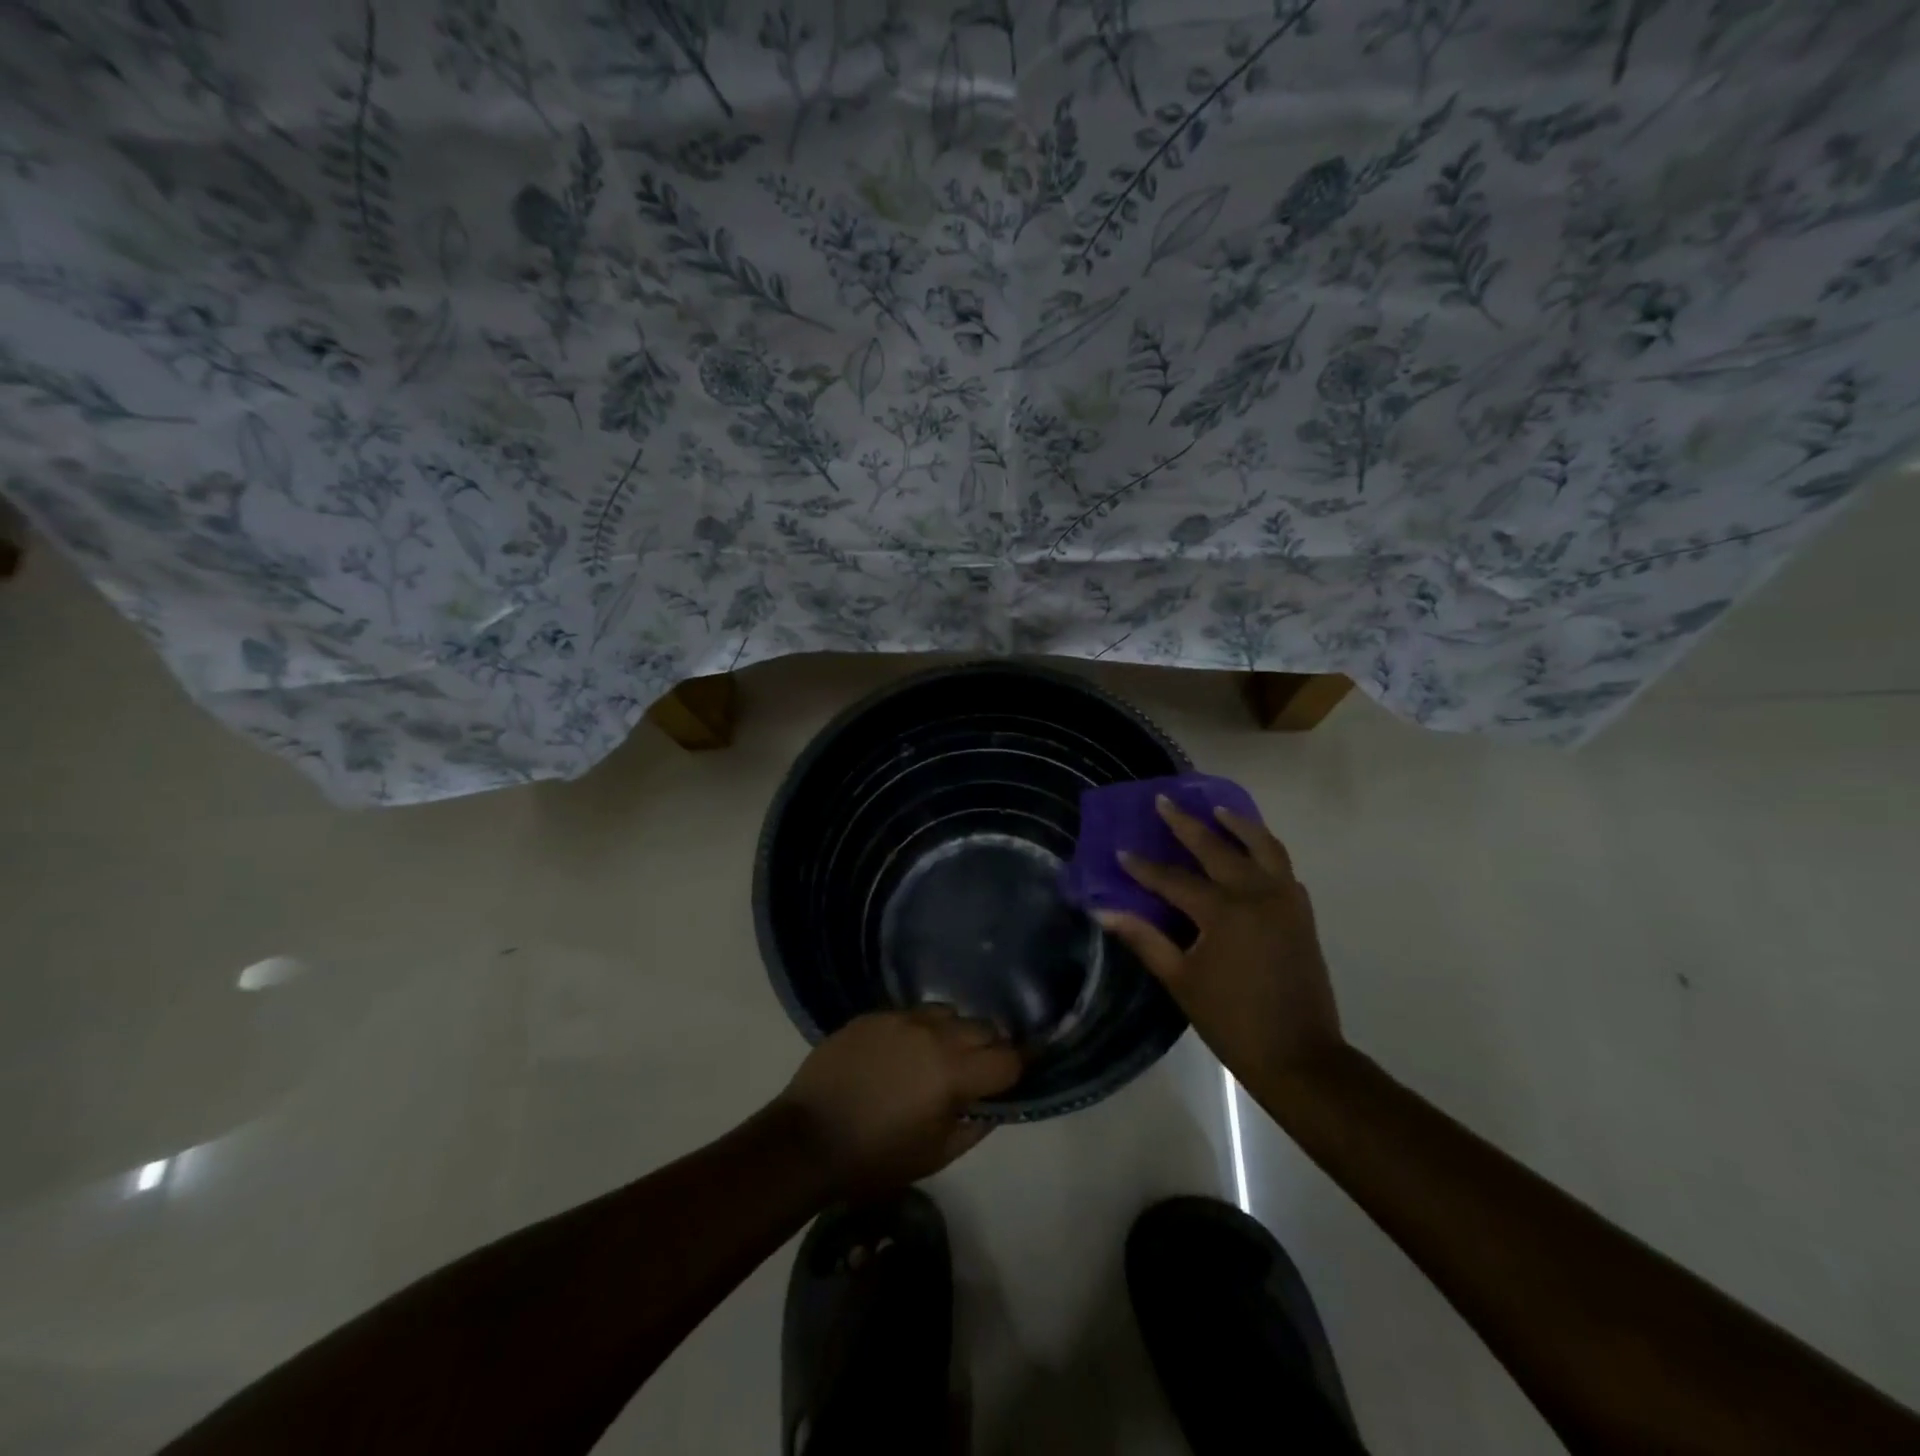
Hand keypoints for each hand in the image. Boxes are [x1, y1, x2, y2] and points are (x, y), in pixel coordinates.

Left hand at [778, 1007, 1021, 1197]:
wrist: (807, 1139)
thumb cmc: (876, 1158)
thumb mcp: (936, 1155)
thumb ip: (974, 1126)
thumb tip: (992, 1105)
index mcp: (953, 1072)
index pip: (1007, 1059)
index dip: (1017, 1069)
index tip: (1015, 1077)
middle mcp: (933, 1034)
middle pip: (982, 1028)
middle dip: (989, 1047)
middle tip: (977, 1070)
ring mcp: (900, 1018)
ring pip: (947, 1013)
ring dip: (954, 1033)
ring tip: (938, 1056)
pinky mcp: (873, 1014)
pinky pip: (910, 1014)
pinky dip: (918, 1030)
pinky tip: (902, 1053)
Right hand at [1096, 796, 1345, 1088]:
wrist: (1300, 1056)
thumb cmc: (1232, 1020)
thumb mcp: (1180, 980)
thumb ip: (1144, 939)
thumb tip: (1104, 912)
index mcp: (1224, 912)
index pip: (1175, 880)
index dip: (1145, 867)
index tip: (1122, 850)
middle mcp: (1257, 894)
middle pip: (1218, 848)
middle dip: (1187, 824)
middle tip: (1164, 801)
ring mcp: (1285, 900)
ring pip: (1263, 847)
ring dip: (1239, 825)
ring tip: (1218, 810)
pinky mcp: (1302, 913)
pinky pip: (1283, 866)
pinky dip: (1265, 850)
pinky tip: (1252, 851)